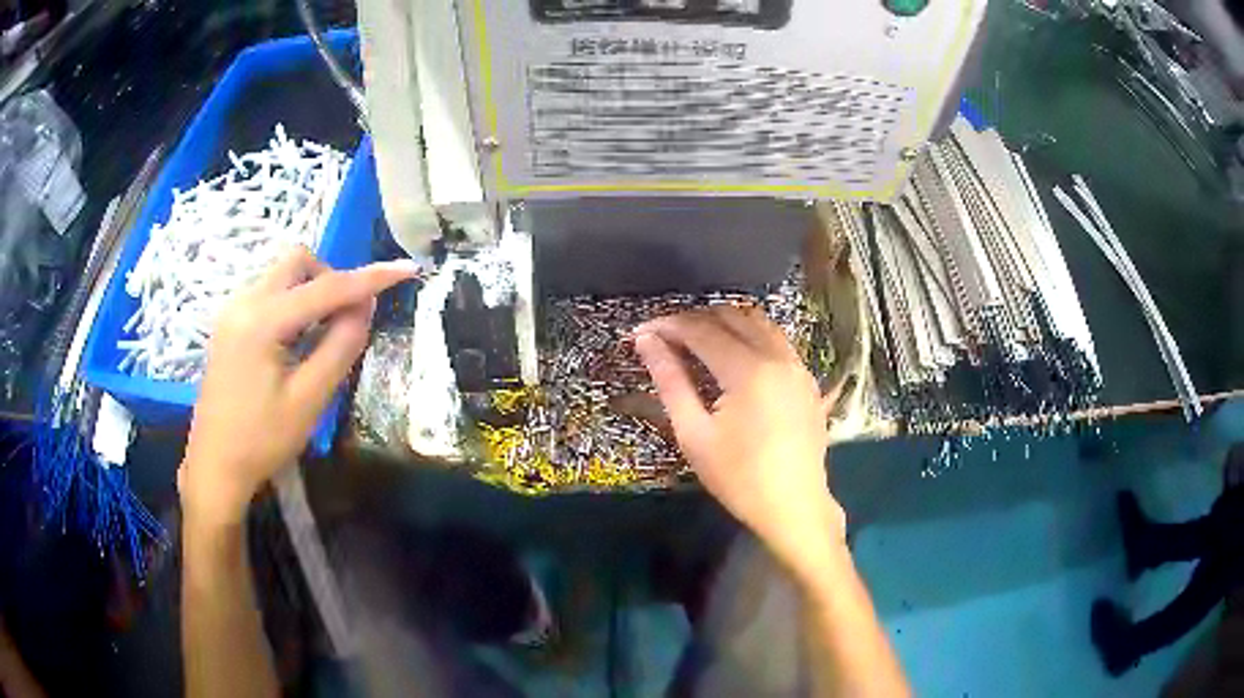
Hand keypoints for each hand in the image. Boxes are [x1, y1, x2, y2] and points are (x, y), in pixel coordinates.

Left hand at [179, 247, 418, 527]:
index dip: (370, 278)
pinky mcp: (229, 323)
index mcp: (262, 320)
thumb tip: (366, 306)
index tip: (407, 268)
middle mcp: (244, 302)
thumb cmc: (262, 441)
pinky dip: (293, 303)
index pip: (325, 288)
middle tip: (347, 319)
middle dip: (331, 279)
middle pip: (297, 263)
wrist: (215, 466)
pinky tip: (297, 340)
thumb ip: (341, 346)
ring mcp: (232, 310)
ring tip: (322, 335)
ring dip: (311, 291)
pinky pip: (269, 293)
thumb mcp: (309, 399)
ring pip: (283, 276)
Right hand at [633, 306, 845, 577]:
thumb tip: (646, 341)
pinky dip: (752, 336)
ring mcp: (798, 365)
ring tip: (698, 343)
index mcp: (748, 370)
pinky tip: (735, 357)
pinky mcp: (808, 378)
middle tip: (667, 338)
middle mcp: (777, 356)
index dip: (668, 325)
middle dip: (695, 320)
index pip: (701, 330)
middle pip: (731, 316)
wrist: (793, 506)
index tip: (641, 332)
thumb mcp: (694, 434)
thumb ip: (670, 381)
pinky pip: (777, 340)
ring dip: (725, 323)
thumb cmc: (738, 477)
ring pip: (758, 322)